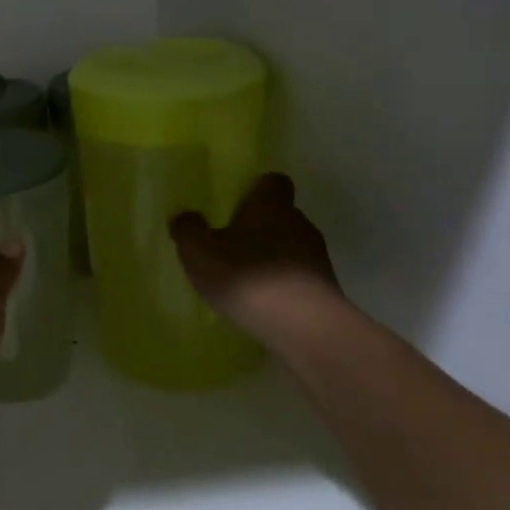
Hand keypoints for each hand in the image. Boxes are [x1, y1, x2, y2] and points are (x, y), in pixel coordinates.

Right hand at [169, 174, 341, 347]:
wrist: (305, 328)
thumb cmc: (247, 276)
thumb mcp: (199, 251)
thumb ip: (188, 229)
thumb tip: (184, 215)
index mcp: (271, 205)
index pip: (273, 182)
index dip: (257, 188)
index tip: (238, 201)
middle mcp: (300, 225)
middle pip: (281, 216)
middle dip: (258, 227)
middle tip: (230, 243)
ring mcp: (318, 259)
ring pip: (290, 248)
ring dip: (270, 258)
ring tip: (244, 279)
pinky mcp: (325, 292)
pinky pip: (297, 279)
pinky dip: (281, 285)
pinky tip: (261, 302)